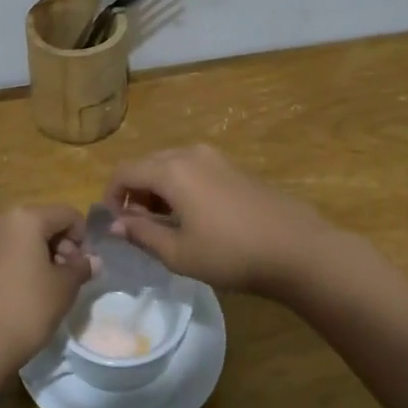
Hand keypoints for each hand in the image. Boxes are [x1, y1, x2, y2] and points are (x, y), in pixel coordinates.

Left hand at [0, 205, 93, 374]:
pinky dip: (24, 264)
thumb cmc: (27, 308)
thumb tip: (93, 260)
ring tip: (51, 288)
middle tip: (70, 277)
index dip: (83, 238)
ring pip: (26, 238)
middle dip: (63, 246)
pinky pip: (9, 252)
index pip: (67, 214)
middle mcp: (2, 220)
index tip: (84, 266)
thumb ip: (81, 268)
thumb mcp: (64, 287)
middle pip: (45, 222)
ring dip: (44, 256)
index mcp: (26, 218)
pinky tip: (28, 293)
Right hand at [103, 145, 332, 297]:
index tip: (113, 225)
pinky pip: (193, 169)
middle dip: (134, 192)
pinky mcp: (234, 167)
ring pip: (171, 165)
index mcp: (171, 170)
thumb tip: (115, 224)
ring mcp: (215, 157)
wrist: (297, 249)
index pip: (124, 171)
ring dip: (157, 189)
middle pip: (147, 164)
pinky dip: (180, 186)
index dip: (110, 196)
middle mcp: (190, 153)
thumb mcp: (178, 253)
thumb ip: (142, 234)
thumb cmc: (231, 254)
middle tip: (137, 226)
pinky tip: (192, 216)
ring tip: (163, 224)